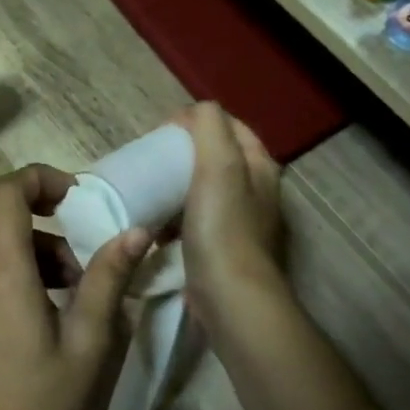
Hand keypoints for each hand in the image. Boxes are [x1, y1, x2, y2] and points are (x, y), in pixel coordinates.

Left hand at [0, 164, 150, 409]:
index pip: (5, 192)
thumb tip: (136, 232)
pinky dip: (14, 253)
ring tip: (73, 273)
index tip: (79, 197)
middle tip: (73, 215)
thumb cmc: (42, 405)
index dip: (41, 178)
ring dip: (27, 229)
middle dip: (29, 193)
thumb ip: (108, 279)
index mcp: (1, 272)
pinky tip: (51, 294)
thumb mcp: (88, 342)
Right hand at [173, 103, 284, 335]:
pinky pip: (195, 221)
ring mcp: (241, 223)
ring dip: (177, 187)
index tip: (162, 131)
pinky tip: (156, 227)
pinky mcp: (223, 250)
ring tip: (150, 189)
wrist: (231, 298)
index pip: (230, 126)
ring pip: (204, 190)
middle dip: (184, 154)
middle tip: (152, 159)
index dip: (197, 121)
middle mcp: (257, 191)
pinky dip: (175, 218)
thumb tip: (195, 111)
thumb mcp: (219, 164)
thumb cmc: (223, 227)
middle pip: (217, 158)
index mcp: (260, 166)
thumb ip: (209, 127)